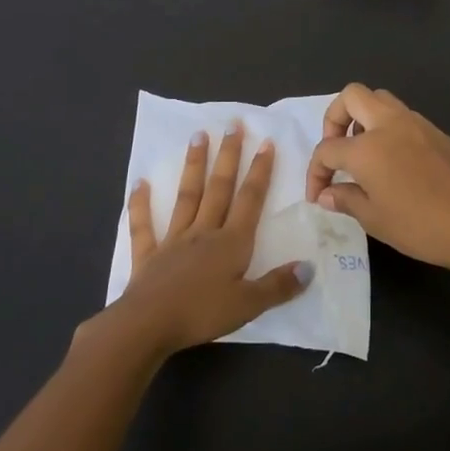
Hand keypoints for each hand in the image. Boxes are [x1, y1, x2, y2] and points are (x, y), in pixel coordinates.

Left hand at [105, 125, 310, 357]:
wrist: (148, 325)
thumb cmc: (201, 314)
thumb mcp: (248, 305)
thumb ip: (278, 286)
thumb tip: (309, 267)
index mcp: (231, 242)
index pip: (250, 199)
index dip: (260, 171)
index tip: (266, 142)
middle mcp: (204, 232)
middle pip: (219, 187)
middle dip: (229, 156)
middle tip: (233, 125)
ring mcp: (174, 240)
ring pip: (187, 196)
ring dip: (194, 166)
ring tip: (198, 136)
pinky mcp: (149, 255)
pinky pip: (144, 226)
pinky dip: (141, 204)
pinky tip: (139, 184)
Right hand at [304, 84, 449, 271]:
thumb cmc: (420, 226)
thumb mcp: (374, 219)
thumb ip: (346, 199)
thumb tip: (327, 193)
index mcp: (366, 147)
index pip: (327, 150)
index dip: (316, 172)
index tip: (318, 195)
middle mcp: (388, 124)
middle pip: (351, 97)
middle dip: (335, 119)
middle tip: (337, 149)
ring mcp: (415, 123)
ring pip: (379, 99)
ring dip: (363, 118)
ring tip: (363, 152)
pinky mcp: (436, 131)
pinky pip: (402, 116)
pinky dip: (387, 128)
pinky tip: (393, 160)